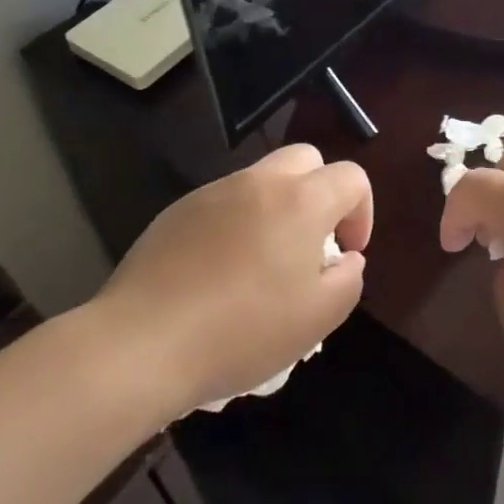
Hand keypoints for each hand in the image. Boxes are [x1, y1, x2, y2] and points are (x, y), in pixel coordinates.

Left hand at [95, 144, 369, 416]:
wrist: (142, 344)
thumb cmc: (242, 332)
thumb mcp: (317, 319)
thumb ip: (348, 280)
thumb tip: (345, 259)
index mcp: (301, 201)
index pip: (351, 177)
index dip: (362, 211)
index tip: (347, 253)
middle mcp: (259, 182)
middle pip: (306, 159)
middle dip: (321, 192)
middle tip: (312, 243)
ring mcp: (214, 192)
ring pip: (262, 179)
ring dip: (277, 207)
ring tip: (264, 262)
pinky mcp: (177, 211)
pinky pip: (223, 202)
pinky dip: (236, 223)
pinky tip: (220, 272)